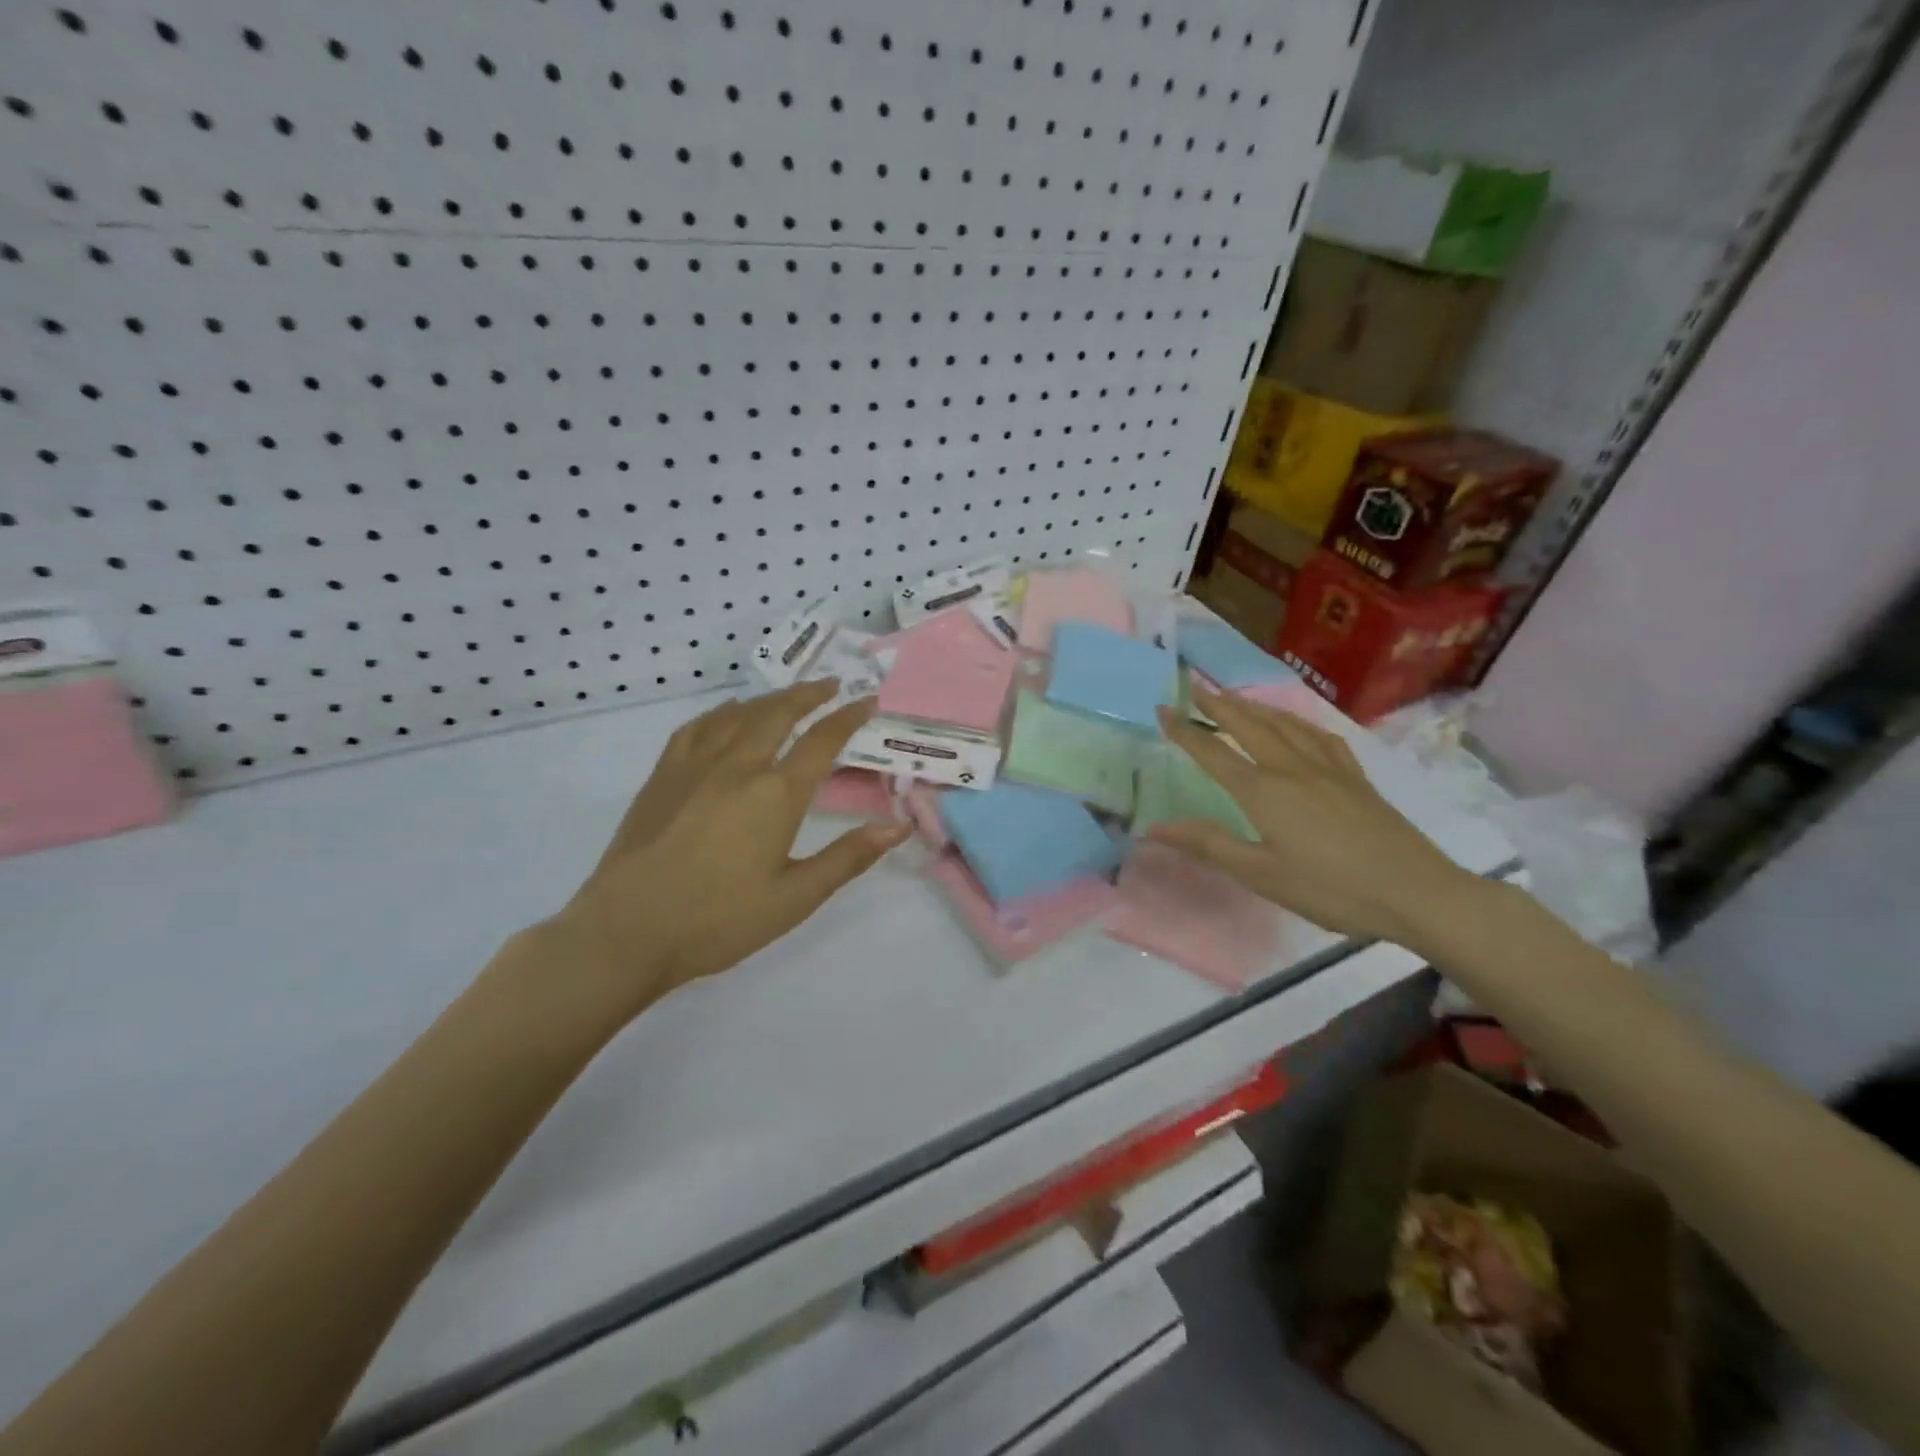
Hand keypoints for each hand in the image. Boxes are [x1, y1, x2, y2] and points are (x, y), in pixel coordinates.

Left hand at [537, 681, 908, 1027]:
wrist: (627, 931)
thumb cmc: (719, 920)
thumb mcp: (795, 897)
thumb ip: (848, 857)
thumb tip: (897, 827)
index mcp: (776, 794)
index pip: (822, 741)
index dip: (848, 717)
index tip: (867, 701)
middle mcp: (738, 766)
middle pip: (779, 713)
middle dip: (810, 694)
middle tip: (831, 685)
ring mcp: (695, 766)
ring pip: (739, 714)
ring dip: (770, 698)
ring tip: (788, 695)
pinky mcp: (663, 776)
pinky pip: (697, 727)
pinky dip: (721, 712)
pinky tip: (727, 713)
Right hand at [1150, 686, 1476, 947]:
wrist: (1416, 891)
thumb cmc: (1330, 888)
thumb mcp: (1261, 874)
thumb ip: (1208, 844)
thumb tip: (1152, 828)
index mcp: (1263, 791)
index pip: (1214, 752)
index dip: (1184, 731)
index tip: (1162, 709)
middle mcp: (1291, 768)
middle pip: (1249, 725)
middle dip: (1218, 704)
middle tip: (1195, 685)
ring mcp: (1328, 768)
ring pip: (1284, 724)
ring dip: (1254, 706)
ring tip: (1235, 697)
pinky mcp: (1355, 777)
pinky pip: (1319, 736)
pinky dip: (1297, 722)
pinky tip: (1296, 726)